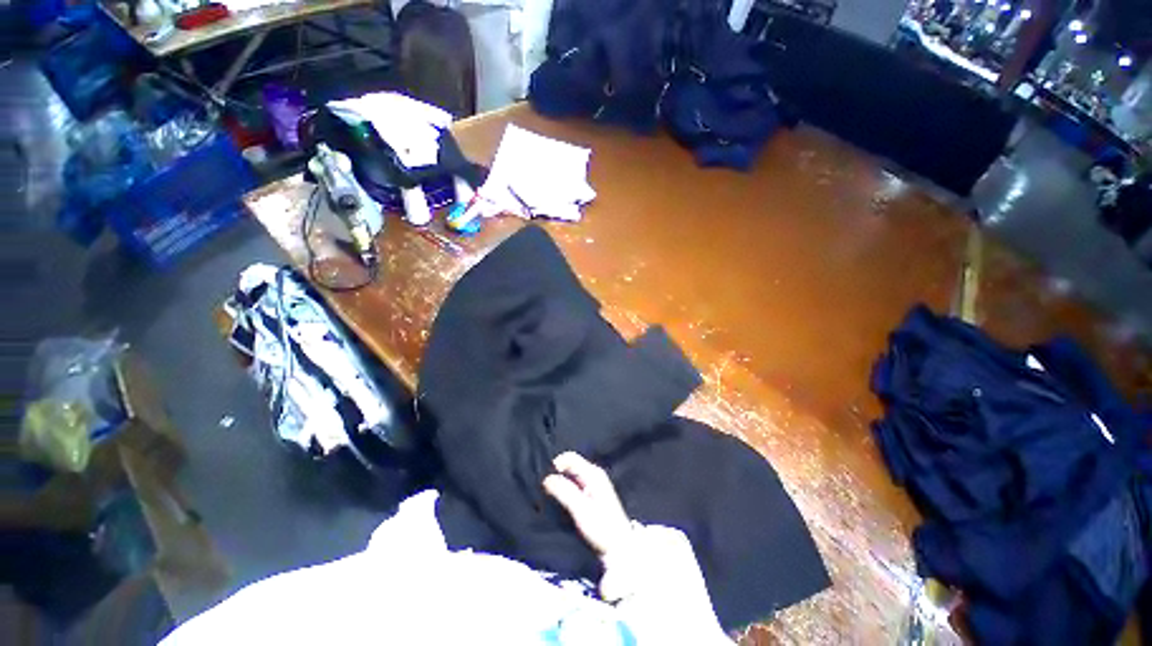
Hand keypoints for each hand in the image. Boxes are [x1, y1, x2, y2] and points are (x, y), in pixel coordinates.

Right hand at [543, 452, 632, 556]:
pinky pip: (574, 483)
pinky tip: (562, 500)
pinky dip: (566, 488)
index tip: (546, 481)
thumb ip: (564, 491)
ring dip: (561, 482)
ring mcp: (593, 483)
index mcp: (593, 473)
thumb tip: (546, 478)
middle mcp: (594, 474)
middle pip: (570, 465)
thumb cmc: (601, 527)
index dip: (556, 465)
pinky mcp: (592, 493)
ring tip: (552, 496)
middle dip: (557, 474)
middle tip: (547, 490)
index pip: (570, 457)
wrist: (618, 546)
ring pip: (571, 475)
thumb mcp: (580, 509)